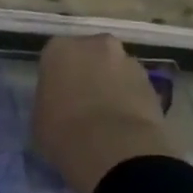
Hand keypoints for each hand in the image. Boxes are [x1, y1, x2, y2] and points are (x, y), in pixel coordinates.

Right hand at [31, 34, 180, 192]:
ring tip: (105, 115)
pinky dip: (129, 98)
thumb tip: (60, 102)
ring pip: (114, 68)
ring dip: (110, 84)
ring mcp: (128, 60)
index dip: (56, 76)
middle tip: (81, 100)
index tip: (55, 94)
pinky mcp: (153, 81)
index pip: (54, 56)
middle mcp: (95, 45)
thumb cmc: (62, 131)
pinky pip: (133, 86)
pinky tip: (123, 122)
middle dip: (87, 72)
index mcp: (60, 49)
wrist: (113, 147)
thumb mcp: (39, 116)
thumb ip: (49, 99)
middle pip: (89, 54)